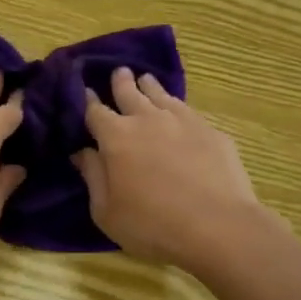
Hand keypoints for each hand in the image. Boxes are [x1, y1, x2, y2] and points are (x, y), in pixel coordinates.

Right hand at [73, 68, 270, 270]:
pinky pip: (187, 110)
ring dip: (149, 86)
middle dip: (120, 81)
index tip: (85, 91)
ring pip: (161, 94)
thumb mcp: (106, 211)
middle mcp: (147, 119)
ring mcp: (183, 121)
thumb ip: (93, 177)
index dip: (88, 100)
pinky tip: (178, 111)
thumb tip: (82, 152)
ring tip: (146, 80)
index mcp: (115, 137)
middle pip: (129, 91)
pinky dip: (176, 106)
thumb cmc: (152, 225)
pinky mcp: (211, 131)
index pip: (95, 110)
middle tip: (119, 72)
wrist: (218, 227)